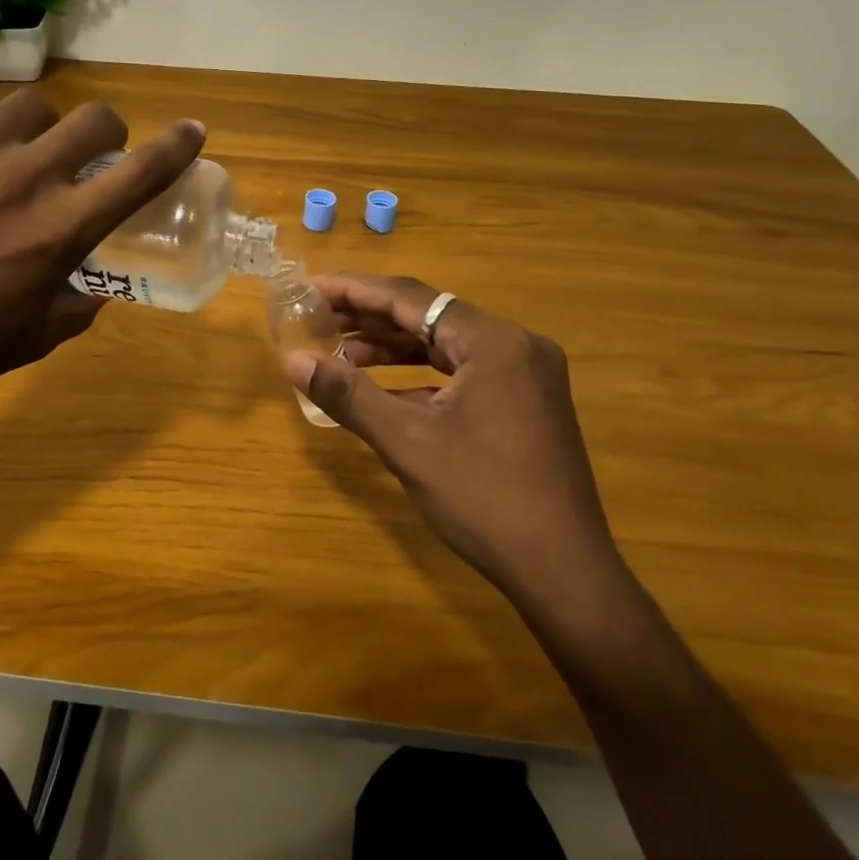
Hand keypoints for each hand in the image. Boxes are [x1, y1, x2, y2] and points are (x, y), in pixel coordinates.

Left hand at [0, 90, 203, 446]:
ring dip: (42, 128)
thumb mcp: (35, 337)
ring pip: (29, 106)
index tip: (193, 130)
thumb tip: (93, 283)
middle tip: (93, 152)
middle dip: (107, 131)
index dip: (176, 146)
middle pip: (92, 118)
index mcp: (59, 229)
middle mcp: (21, 179)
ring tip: (23, 153)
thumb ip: (79, 301)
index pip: (139, 173)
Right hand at [285, 275, 623, 622]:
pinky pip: (464, 370)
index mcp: (493, 341)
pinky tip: (384, 387)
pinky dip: (422, 374)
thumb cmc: (484, 500)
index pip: (410, 299)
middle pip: (429, 315)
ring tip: (340, 350)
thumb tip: (293, 360)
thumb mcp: (407, 443)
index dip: (355, 290)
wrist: (565, 574)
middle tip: (318, 315)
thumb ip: (348, 394)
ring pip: (446, 343)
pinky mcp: (527, 401)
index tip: (312, 286)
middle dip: (371, 317)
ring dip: (394, 347)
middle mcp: (515, 344)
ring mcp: (526, 374)